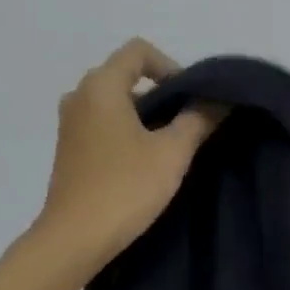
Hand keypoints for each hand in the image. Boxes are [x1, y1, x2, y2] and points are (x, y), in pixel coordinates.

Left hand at [33, 39, 219, 272]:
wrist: (75, 239)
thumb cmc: (125, 188)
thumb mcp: (172, 153)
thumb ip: (198, 119)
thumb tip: (220, 99)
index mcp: (101, 86)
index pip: (139, 51)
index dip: (171, 66)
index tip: (191, 99)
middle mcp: (79, 96)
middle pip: (125, 76)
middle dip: (160, 93)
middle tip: (188, 123)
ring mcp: (69, 125)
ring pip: (113, 103)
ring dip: (143, 116)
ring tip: (169, 146)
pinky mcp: (68, 151)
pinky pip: (102, 125)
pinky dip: (125, 133)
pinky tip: (143, 163)